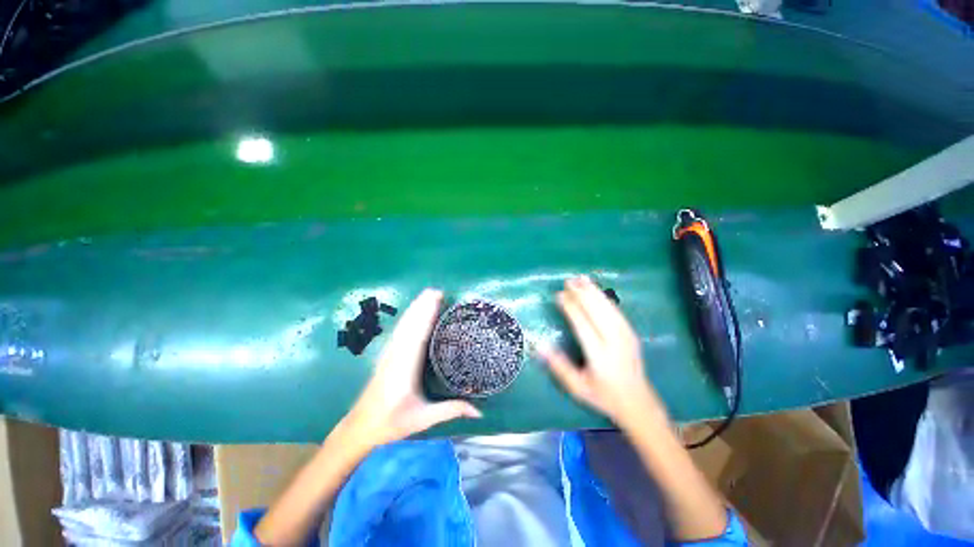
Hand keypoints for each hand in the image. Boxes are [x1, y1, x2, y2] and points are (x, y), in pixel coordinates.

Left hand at [339, 289, 481, 449]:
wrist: (360, 427)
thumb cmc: (392, 423)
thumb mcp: (423, 418)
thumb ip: (451, 410)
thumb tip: (479, 412)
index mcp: (405, 367)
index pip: (418, 334)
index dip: (427, 315)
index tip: (438, 299)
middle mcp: (397, 354)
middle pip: (411, 324)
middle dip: (423, 305)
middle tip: (438, 291)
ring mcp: (390, 353)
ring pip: (404, 325)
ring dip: (415, 308)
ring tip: (428, 294)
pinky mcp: (388, 354)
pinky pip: (400, 330)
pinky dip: (409, 317)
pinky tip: (414, 311)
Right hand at [539, 276, 665, 426]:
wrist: (638, 403)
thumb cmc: (603, 395)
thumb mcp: (577, 387)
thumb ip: (559, 367)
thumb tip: (540, 346)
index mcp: (599, 355)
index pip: (583, 325)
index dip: (570, 308)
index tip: (559, 295)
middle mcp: (614, 342)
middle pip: (597, 312)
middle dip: (582, 294)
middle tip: (568, 281)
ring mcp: (625, 335)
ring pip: (608, 308)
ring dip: (593, 291)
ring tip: (581, 278)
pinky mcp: (630, 332)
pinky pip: (616, 310)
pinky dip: (604, 297)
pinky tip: (596, 289)